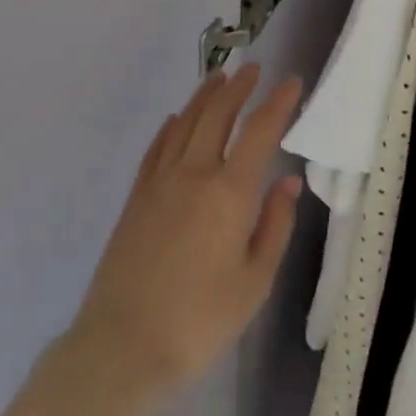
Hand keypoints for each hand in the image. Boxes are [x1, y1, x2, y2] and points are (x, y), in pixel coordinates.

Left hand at [70, 65, 301, 396]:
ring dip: (205, 96)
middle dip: (239, 88)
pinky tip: (178, 118)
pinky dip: (172, 126)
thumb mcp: (255, 281)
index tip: (292, 81)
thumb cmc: (201, 320)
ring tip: (219, 78)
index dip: (278, 102)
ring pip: (186, 122)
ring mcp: (161, 181)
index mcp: (230, 192)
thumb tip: (289, 180)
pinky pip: (158, 146)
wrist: (123, 346)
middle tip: (253, 69)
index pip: (260, 131)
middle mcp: (195, 173)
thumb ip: (275, 224)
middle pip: (218, 115)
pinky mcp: (137, 196)